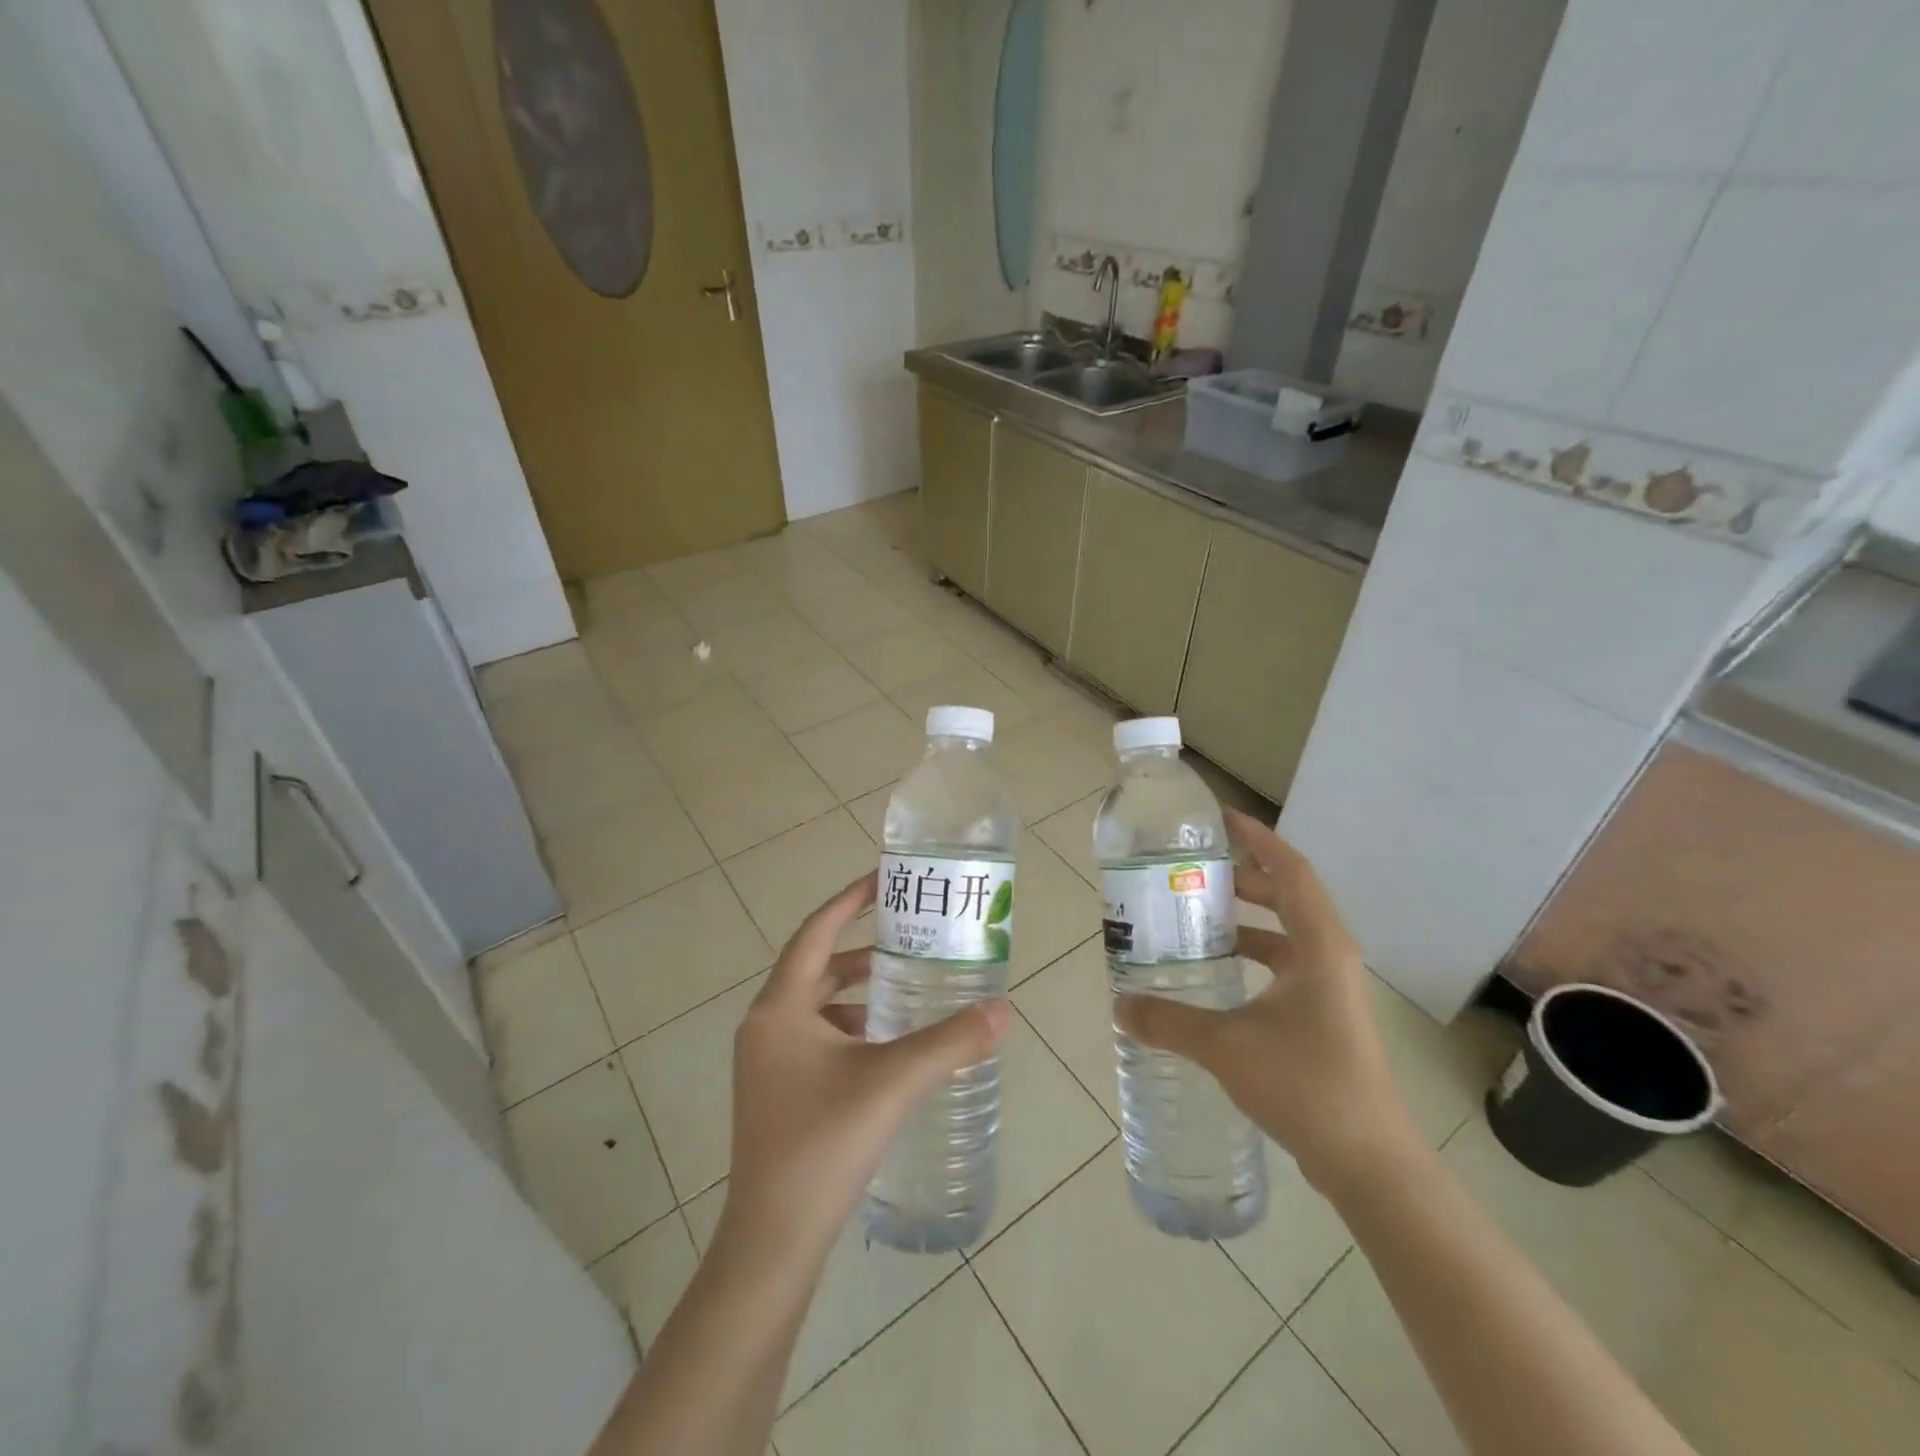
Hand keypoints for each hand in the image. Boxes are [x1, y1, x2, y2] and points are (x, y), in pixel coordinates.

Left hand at [718, 873, 1010, 1264]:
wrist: (773, 1241)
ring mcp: (767, 1060)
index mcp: (780, 1008)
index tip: (886, 879)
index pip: (816, 932)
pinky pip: (815, 1035)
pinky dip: (850, 1025)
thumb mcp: (892, 1083)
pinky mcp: (776, 1089)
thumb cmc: (823, 1144)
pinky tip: (886, 1043)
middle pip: (816, 965)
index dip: (850, 900)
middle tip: (909, 934)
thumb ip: (949, 1042)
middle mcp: (766, 1025)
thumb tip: (1002, 1011)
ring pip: (816, 1003)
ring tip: (905, 984)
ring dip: (856, 988)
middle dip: (862, 947)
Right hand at [1114, 810, 1419, 1195]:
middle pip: (1288, 895)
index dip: (1258, 838)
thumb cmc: (1305, 1085)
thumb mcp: (1226, 1046)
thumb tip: (1119, 1005)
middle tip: (1195, 868)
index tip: (1221, 819)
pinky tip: (1218, 972)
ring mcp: (1332, 988)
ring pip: (1287, 933)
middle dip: (1244, 877)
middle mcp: (1331, 956)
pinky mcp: (1326, 1016)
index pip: (1290, 870)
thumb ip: (1168, 1021)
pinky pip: (1287, 964)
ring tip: (1199, 914)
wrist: (1369, 1163)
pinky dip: (1254, 955)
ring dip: (1248, 918)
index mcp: (1319, 946)